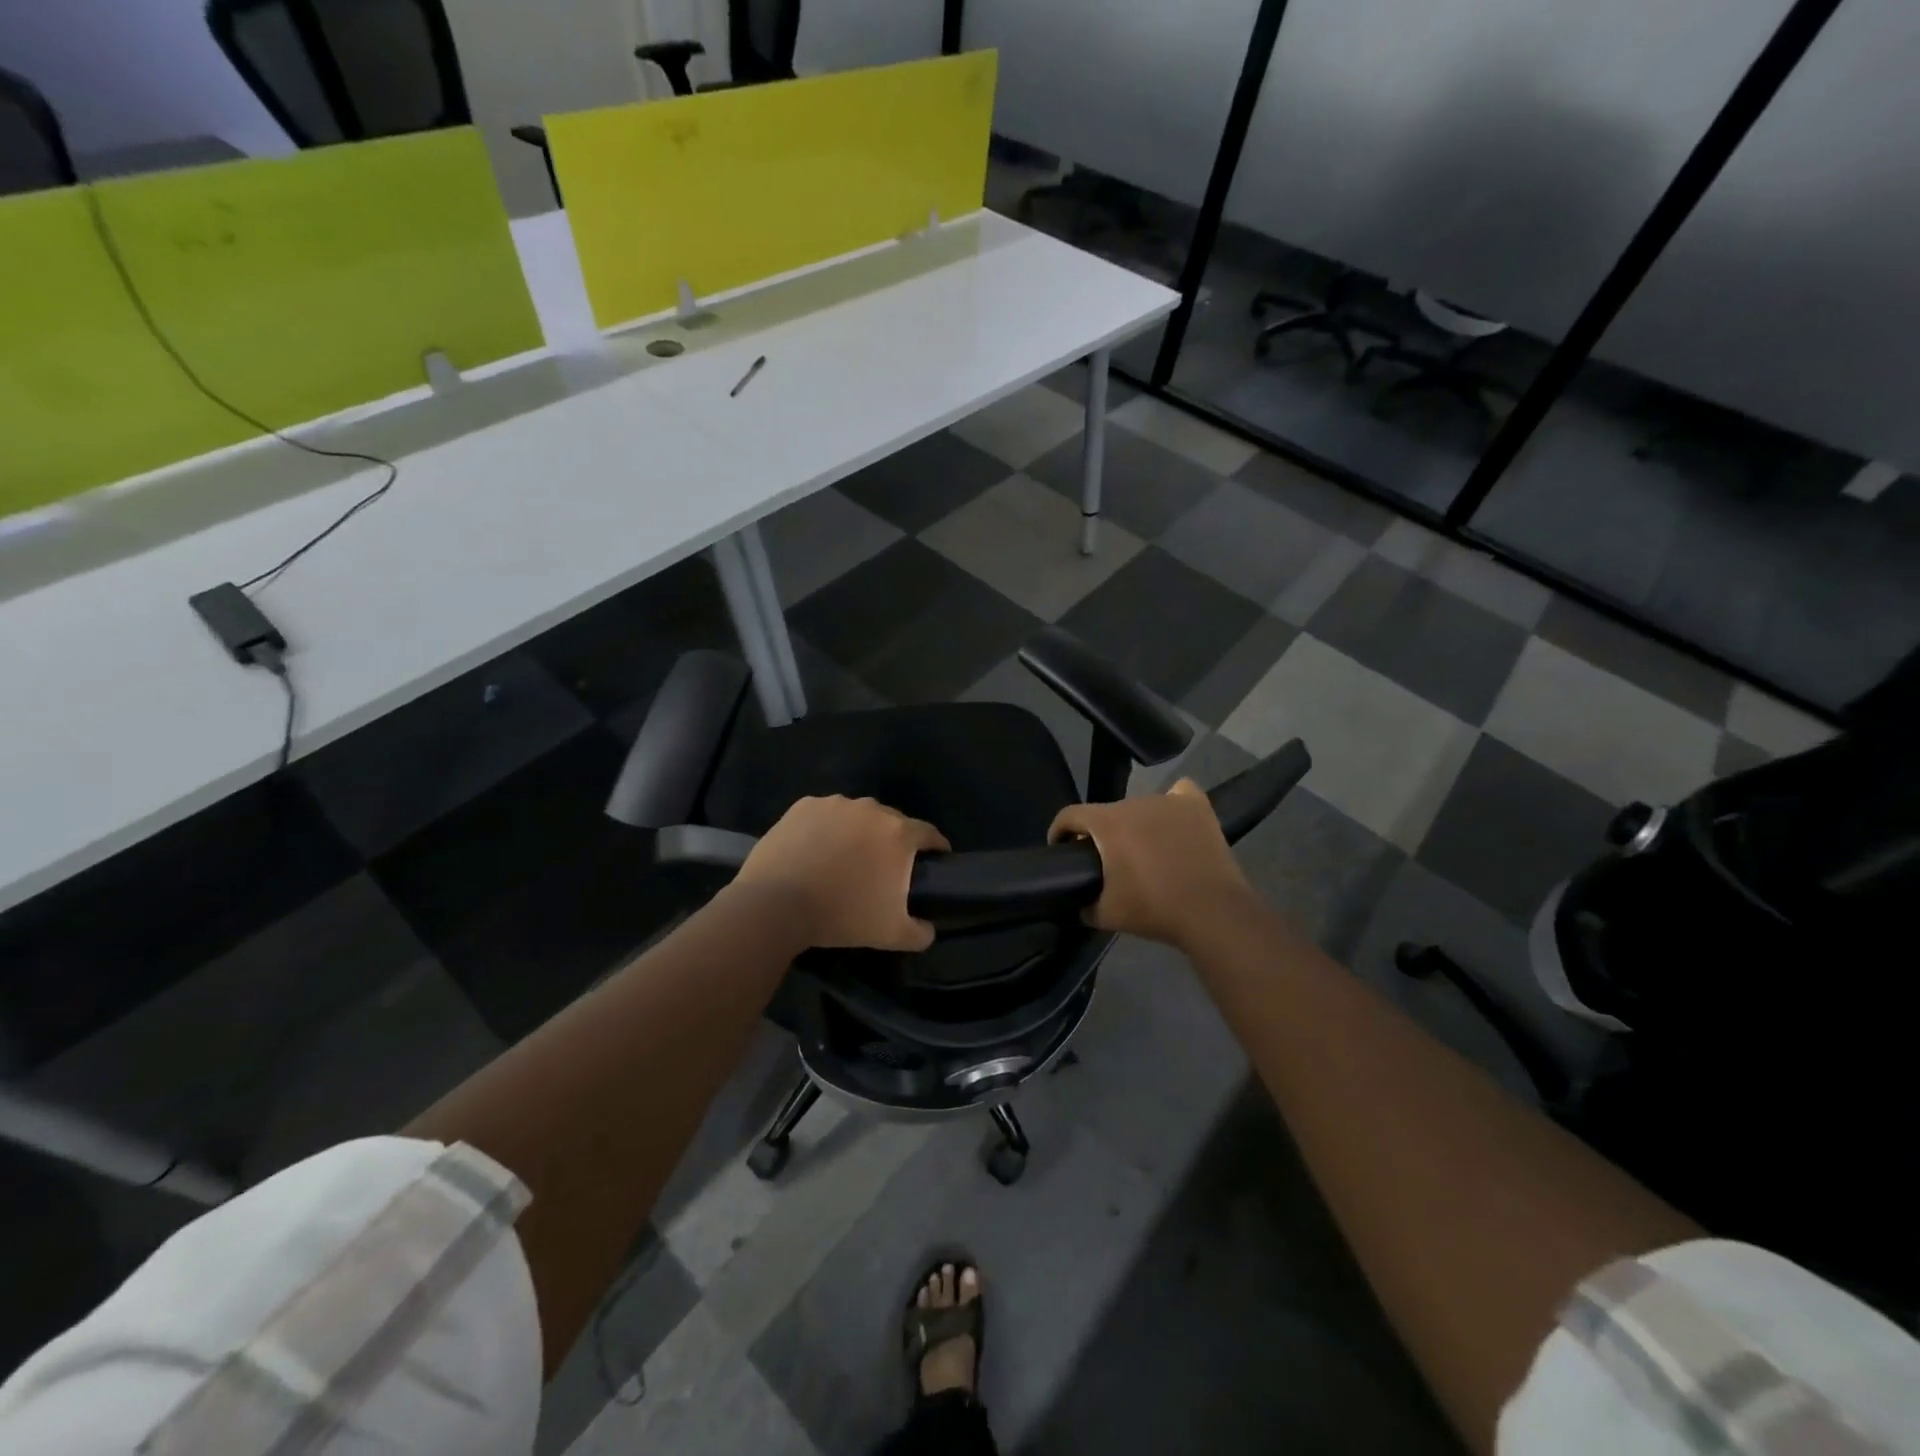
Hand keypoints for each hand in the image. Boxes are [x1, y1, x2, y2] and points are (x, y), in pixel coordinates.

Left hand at [735, 796, 949, 951]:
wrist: (777, 904)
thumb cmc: (842, 916)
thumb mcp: (891, 935)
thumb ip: (920, 932)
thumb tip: (928, 928)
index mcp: (899, 834)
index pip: (929, 833)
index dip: (935, 847)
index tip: (934, 860)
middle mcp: (872, 809)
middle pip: (892, 822)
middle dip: (892, 841)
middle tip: (883, 867)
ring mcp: (835, 804)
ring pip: (857, 816)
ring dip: (858, 832)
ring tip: (844, 858)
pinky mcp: (804, 806)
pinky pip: (825, 815)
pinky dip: (826, 828)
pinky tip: (815, 850)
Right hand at [1049, 779, 1253, 947]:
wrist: (1211, 912)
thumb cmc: (1153, 909)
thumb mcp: (1105, 915)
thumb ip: (1083, 904)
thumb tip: (1078, 902)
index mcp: (1107, 823)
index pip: (1070, 815)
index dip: (1059, 831)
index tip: (1061, 849)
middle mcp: (1134, 802)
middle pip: (1106, 812)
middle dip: (1101, 834)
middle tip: (1109, 862)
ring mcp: (1168, 801)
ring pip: (1140, 807)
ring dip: (1135, 824)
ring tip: (1146, 850)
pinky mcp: (1197, 807)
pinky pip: (1179, 794)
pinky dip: (1173, 804)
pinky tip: (1174, 821)